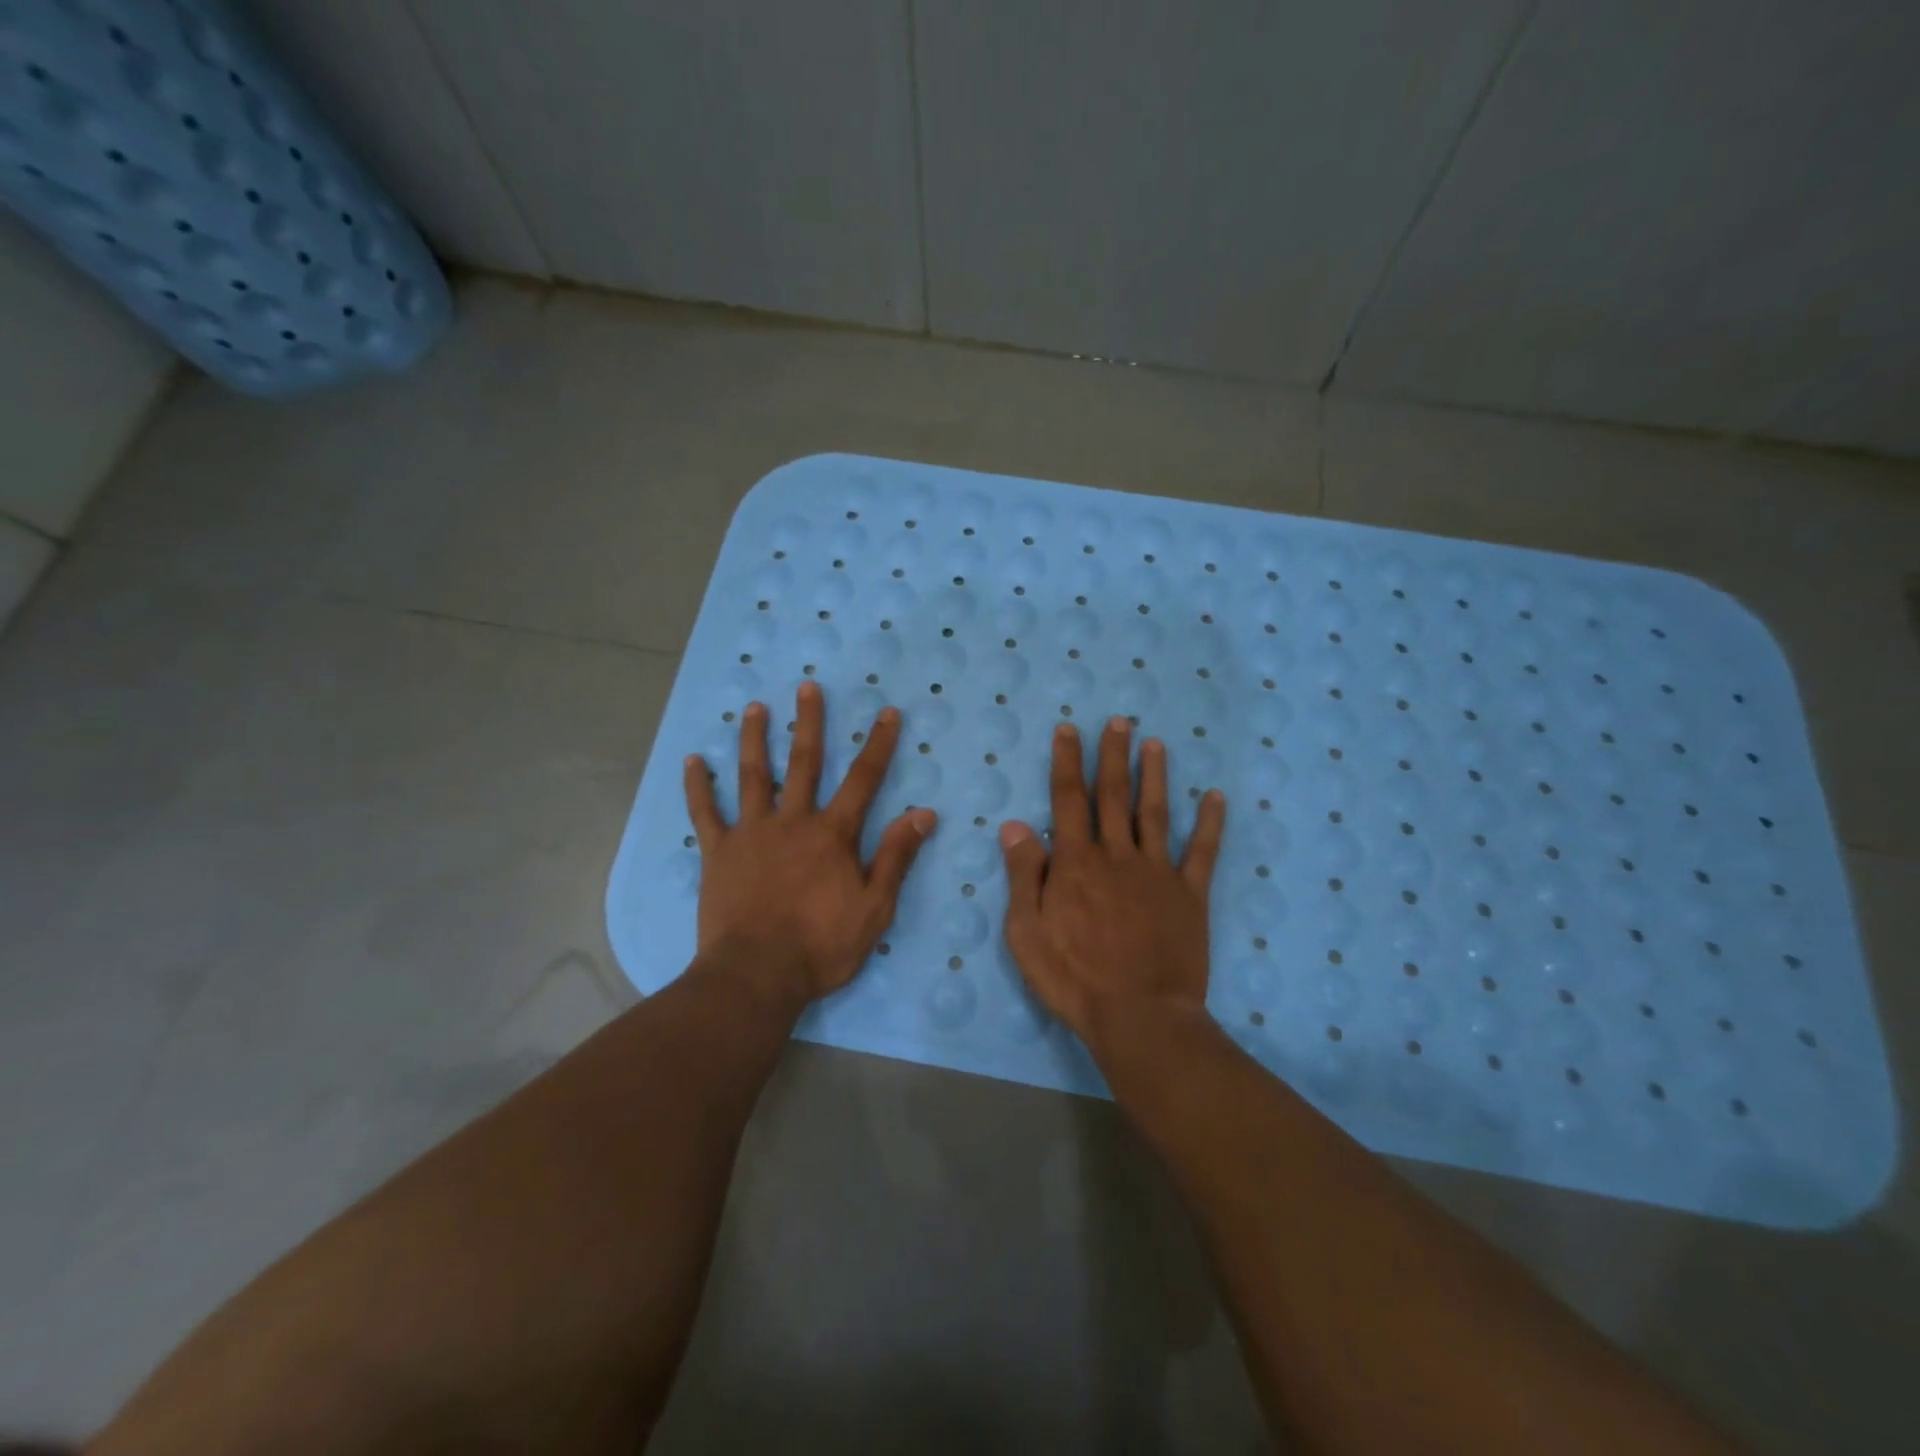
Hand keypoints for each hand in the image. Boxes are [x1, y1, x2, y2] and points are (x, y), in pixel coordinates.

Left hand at [684, 681, 935, 1006]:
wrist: (757, 975)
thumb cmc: (821, 946)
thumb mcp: (875, 907)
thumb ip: (896, 857)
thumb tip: (923, 813)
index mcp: (832, 834)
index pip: (863, 780)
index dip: (878, 745)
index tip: (887, 713)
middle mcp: (792, 821)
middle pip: (803, 763)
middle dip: (809, 723)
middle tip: (807, 687)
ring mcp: (751, 833)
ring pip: (752, 776)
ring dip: (754, 739)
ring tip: (753, 708)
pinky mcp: (717, 852)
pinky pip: (705, 813)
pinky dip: (698, 786)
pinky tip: (692, 761)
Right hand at [1000, 717, 1225, 1044]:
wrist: (1139, 1016)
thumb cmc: (1074, 977)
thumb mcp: (1026, 932)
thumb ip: (1024, 875)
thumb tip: (1015, 825)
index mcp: (1076, 863)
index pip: (1068, 800)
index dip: (1067, 762)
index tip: (1069, 729)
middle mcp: (1117, 856)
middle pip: (1113, 796)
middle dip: (1113, 756)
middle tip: (1118, 721)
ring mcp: (1157, 873)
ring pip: (1154, 813)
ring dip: (1154, 776)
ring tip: (1155, 743)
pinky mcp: (1189, 895)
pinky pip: (1201, 853)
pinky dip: (1210, 824)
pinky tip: (1216, 798)